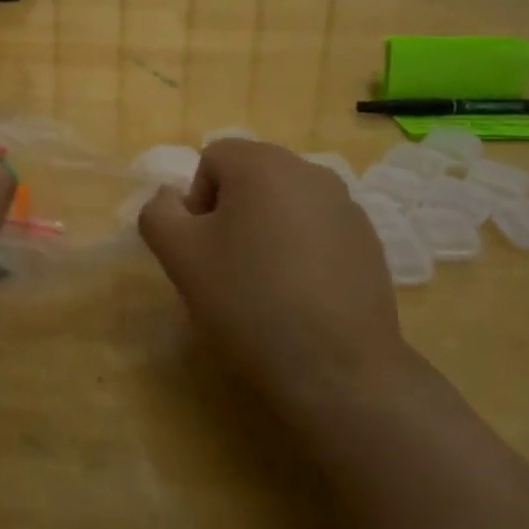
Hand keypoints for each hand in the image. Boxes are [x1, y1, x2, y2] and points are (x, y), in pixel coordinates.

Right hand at [139, 139, 408, 422]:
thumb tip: (172, 197)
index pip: (212, 159)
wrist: (336, 369)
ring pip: (285, 205)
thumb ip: (159, 212)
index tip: (202, 250)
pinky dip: (303, 252)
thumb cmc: (248, 301)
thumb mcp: (179, 256)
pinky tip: (302, 297)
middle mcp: (310, 172)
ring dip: (267, 232)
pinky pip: (318, 231)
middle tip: (228, 268)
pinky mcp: (369, 242)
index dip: (197, 202)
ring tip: (266, 286)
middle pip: (252, 178)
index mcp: (263, 164)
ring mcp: (346, 206)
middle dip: (232, 215)